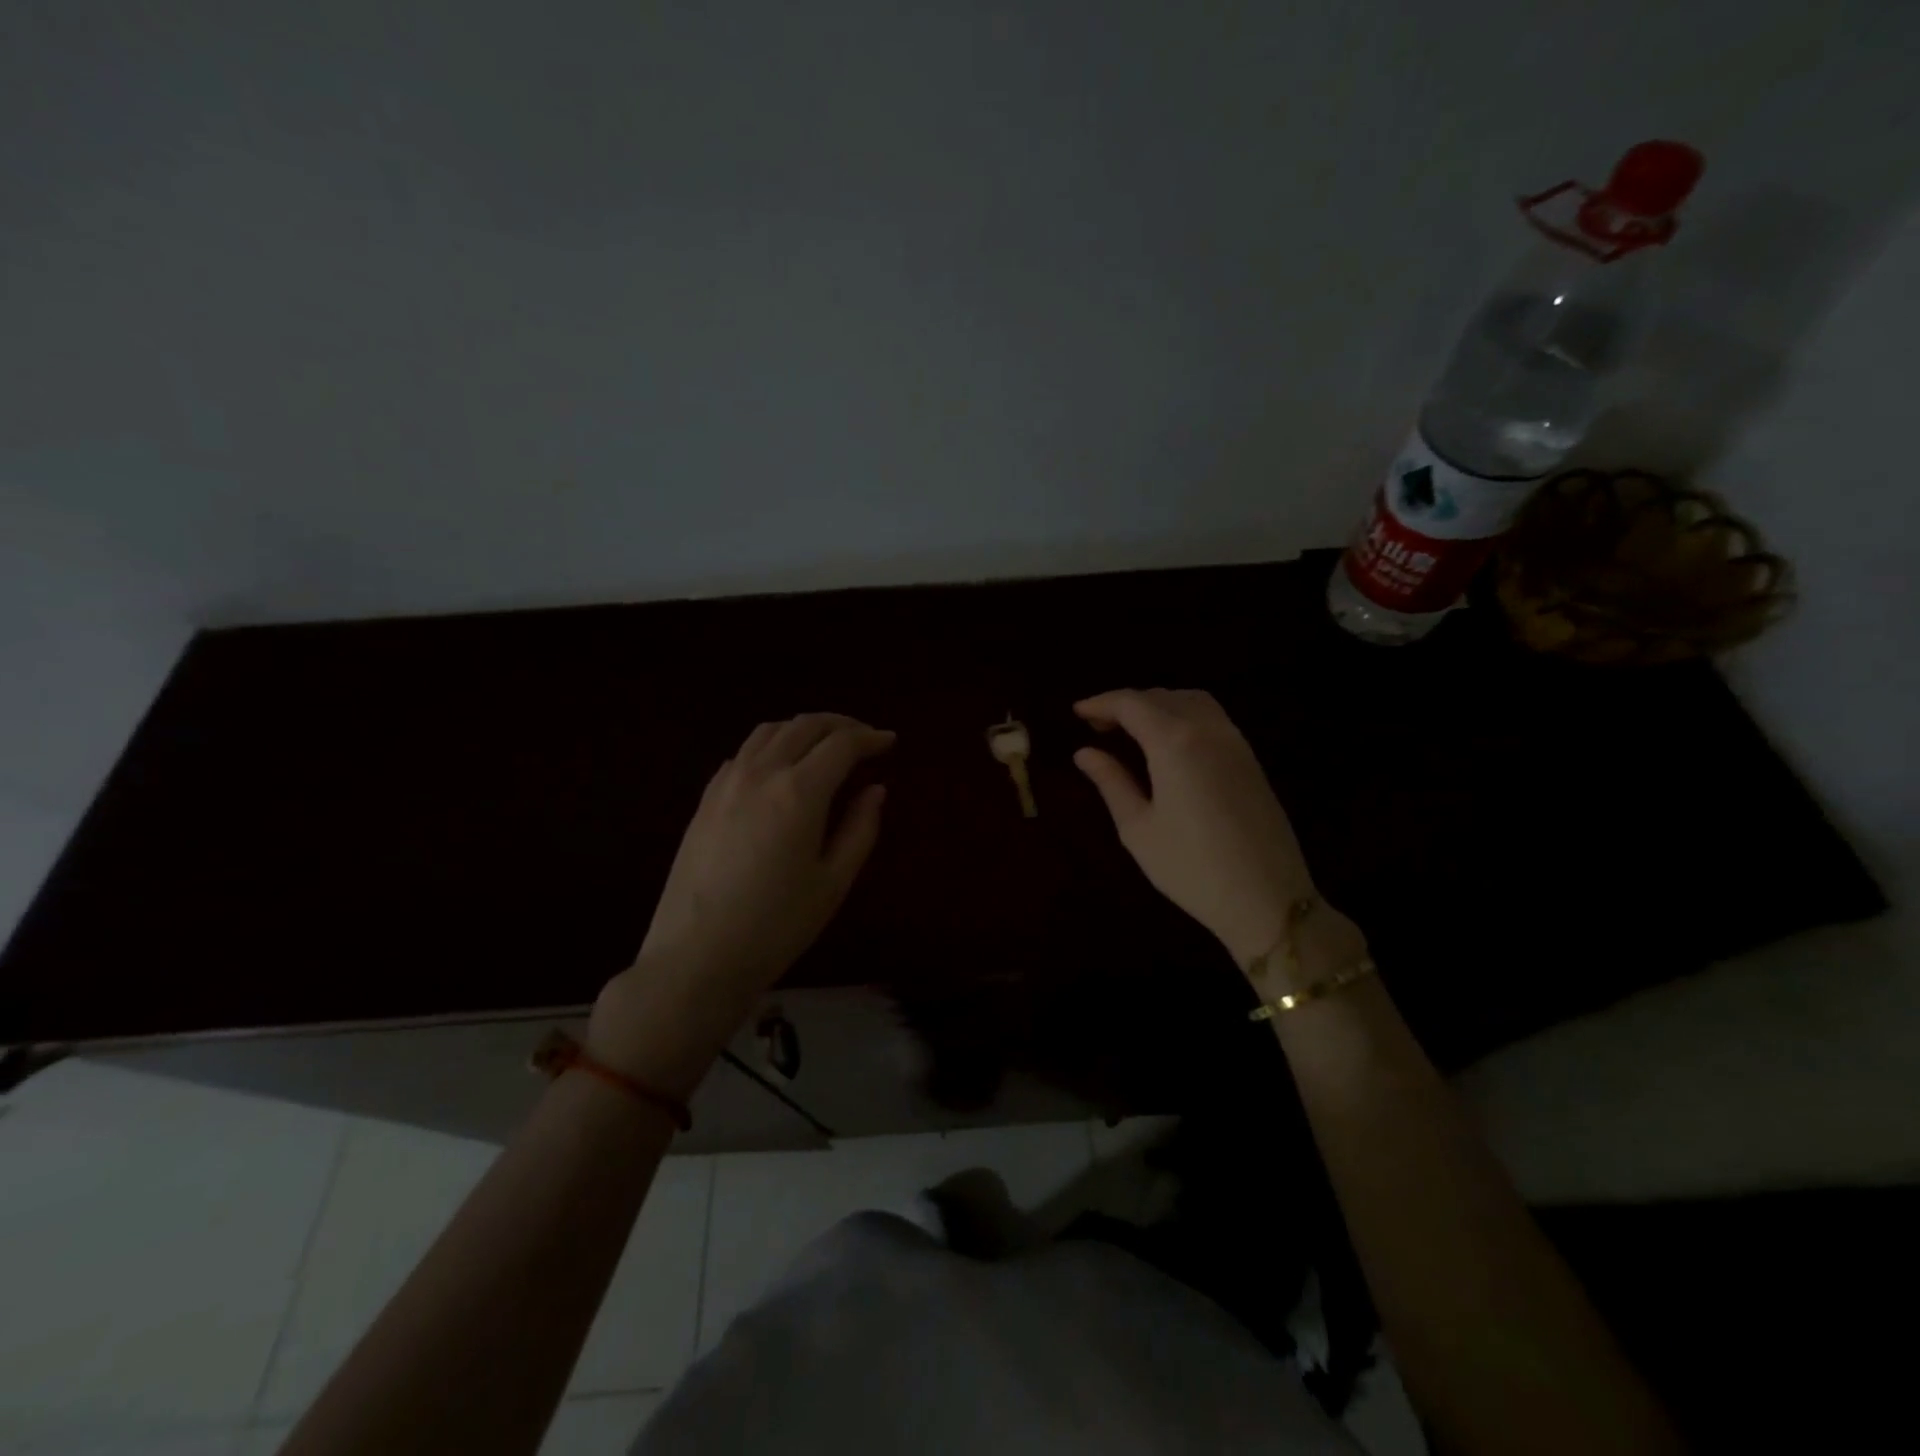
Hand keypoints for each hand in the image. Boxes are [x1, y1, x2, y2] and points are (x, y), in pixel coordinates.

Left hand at [588, 713, 894, 1093]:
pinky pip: (744, 753)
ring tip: (824, 745)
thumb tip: (875, 790)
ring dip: (803, 729)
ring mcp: (727, 783)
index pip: (841, 744)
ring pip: (769, 731)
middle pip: (804, 725)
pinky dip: (772, 745)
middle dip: (840, 724)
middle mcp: (761, 773)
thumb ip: (859, 828)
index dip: (870, 737)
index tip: (889, 741)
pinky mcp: (705, 799)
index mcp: (799, 792)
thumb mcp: (833, 882)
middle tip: (864, 738)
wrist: (696, 957)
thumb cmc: (776, 926)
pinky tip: (780, 768)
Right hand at [1074, 689, 1315, 968]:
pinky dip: (1183, 716)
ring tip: (1132, 730)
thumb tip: (1084, 753)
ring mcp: (1235, 743)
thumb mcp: (1138, 828)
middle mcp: (1208, 730)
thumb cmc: (1191, 868)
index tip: (1077, 712)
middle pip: (1161, 697)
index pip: (1131, 704)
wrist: (1267, 899)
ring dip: (1158, 705)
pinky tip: (1168, 744)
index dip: (1101, 703)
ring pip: (1191, 702)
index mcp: (1174, 743)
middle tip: (1098, 726)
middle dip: (1126, 703)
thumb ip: (1111, 782)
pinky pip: (1212, 718)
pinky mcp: (1251, 760)